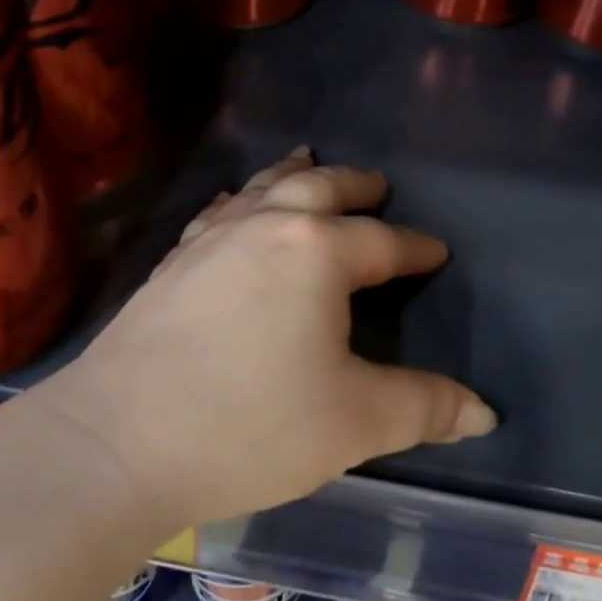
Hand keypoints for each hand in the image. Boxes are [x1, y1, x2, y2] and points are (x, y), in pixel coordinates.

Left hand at [46, 150, 495, 529]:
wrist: (115, 442)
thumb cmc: (249, 426)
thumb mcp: (355, 422)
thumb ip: (424, 408)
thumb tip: (485, 412)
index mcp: (317, 252)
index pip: (383, 241)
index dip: (415, 247)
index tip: (436, 251)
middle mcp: (265, 227)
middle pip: (321, 188)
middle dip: (357, 185)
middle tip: (379, 185)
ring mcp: (211, 239)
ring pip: (263, 188)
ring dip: (295, 173)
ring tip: (309, 159)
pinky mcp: (172, 263)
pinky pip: (217, 213)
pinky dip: (240, 201)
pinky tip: (235, 207)